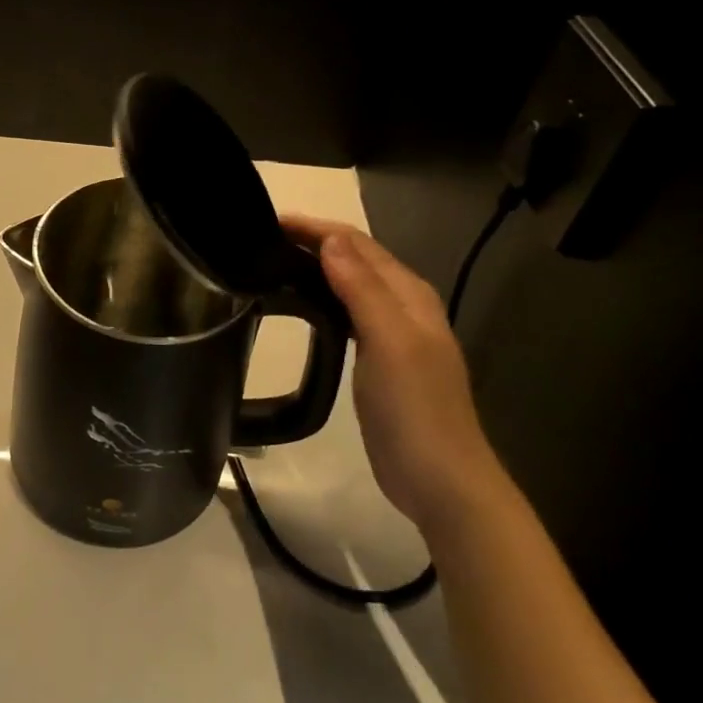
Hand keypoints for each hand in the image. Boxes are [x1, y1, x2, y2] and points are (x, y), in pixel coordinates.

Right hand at [282, 215, 508, 535]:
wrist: (440, 479)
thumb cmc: (415, 408)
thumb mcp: (390, 341)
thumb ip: (363, 288)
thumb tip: (330, 240)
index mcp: (408, 294)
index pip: (357, 243)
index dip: (315, 228)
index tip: (268, 223)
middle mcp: (403, 306)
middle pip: (355, 259)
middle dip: (313, 242)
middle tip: (262, 242)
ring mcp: (392, 334)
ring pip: (350, 285)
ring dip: (316, 269)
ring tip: (273, 265)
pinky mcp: (379, 360)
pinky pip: (347, 314)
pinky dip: (323, 300)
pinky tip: (302, 308)